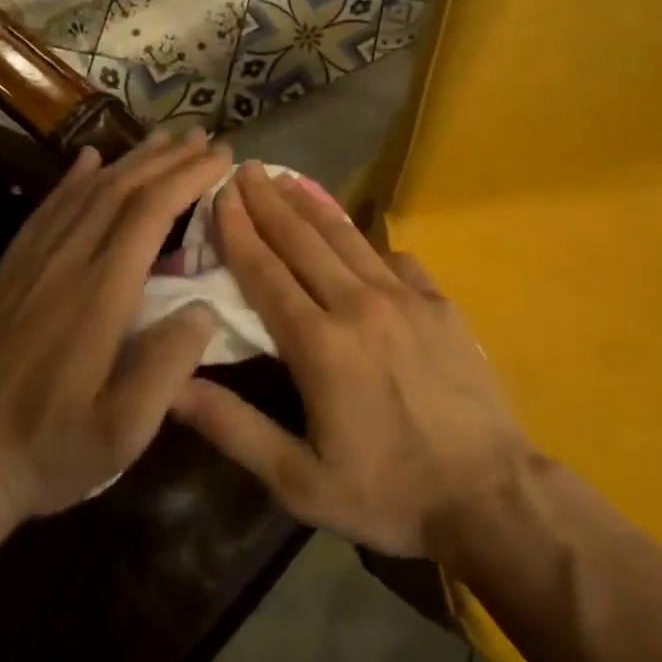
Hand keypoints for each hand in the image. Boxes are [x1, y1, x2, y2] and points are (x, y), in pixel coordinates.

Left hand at [0, 129, 230, 525]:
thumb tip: (203, 306)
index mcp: (100, 293)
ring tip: (161, 138)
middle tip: (202, 135)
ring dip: (128, 159)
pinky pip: (46, 210)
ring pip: (85, 192)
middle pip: (120, 189)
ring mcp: (30, 264)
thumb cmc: (49, 450)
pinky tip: (88, 160)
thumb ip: (168, 365)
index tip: (221, 157)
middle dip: (166, 157)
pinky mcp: (6, 273)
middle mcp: (65, 262)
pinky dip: (73, 178)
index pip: (150, 212)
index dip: (188, 176)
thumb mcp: (123, 431)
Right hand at [172, 162, 532, 558]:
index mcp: (319, 344)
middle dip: (269, 202)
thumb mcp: (299, 480)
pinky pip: (396, 259)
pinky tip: (359, 237)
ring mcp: (406, 298)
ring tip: (288, 179)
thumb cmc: (387, 493)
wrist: (489, 493)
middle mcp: (359, 304)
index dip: (238, 230)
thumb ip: (233, 428)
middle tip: (246, 168)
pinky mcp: (440, 304)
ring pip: (348, 238)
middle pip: (303, 240)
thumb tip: (172, 387)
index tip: (220, 194)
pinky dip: (368, 242)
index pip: (265, 272)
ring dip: (312, 206)